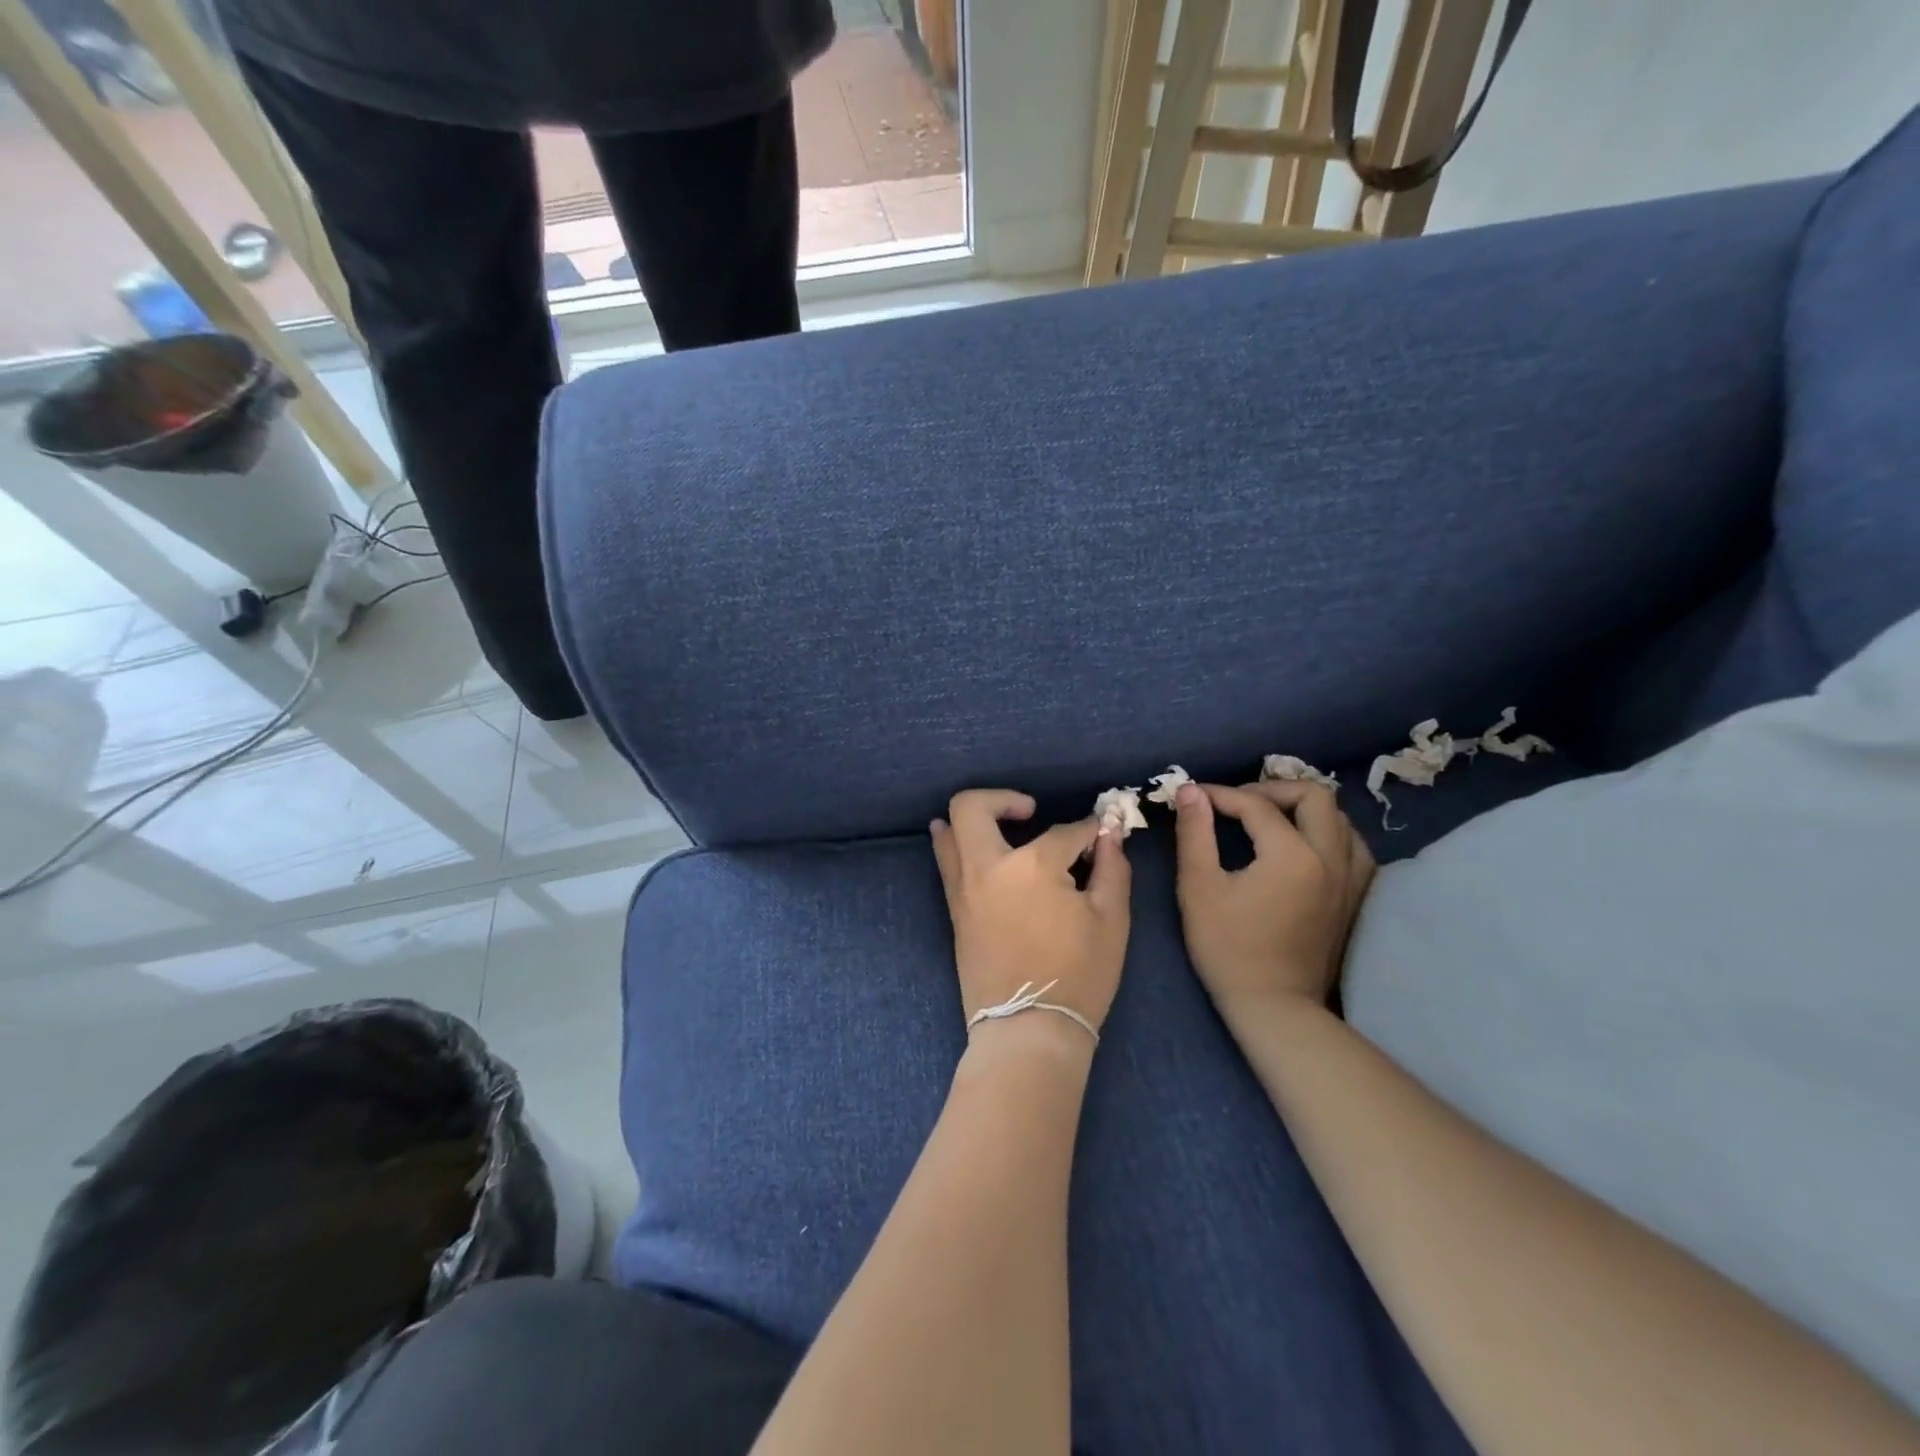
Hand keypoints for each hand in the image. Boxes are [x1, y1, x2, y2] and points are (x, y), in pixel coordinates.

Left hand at [930, 790, 1132, 1036]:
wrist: (1028, 1030)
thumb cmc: (1079, 975)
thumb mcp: (1112, 920)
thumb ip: (1112, 869)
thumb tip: (1110, 836)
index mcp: (1033, 865)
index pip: (1065, 833)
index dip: (1090, 832)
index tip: (1102, 835)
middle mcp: (989, 867)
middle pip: (972, 807)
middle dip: (1002, 798)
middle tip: (1030, 811)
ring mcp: (964, 889)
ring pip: (949, 832)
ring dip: (972, 819)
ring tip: (999, 823)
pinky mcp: (955, 910)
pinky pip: (947, 864)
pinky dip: (954, 845)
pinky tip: (969, 846)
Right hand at [1171, 780, 1374, 1007]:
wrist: (1273, 1005)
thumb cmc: (1228, 947)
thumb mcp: (1198, 886)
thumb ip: (1195, 832)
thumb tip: (1191, 790)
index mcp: (1292, 855)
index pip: (1257, 804)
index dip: (1222, 795)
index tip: (1196, 797)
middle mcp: (1332, 858)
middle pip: (1314, 795)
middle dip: (1272, 789)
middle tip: (1239, 803)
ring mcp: (1352, 879)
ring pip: (1340, 819)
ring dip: (1304, 809)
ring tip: (1271, 820)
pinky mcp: (1357, 898)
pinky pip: (1353, 847)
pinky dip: (1328, 834)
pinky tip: (1303, 847)